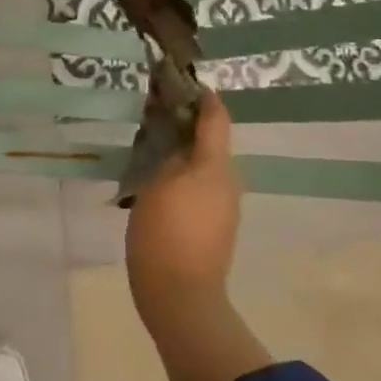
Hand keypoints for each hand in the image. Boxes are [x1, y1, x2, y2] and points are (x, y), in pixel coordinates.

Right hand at [126, 90, 240, 318]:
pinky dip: (185, 178)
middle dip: (186, 126)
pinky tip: (160, 185)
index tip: (181, 82)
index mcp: (214, 165)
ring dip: (184, 153)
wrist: (182, 298)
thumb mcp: (155, 186)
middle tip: (154, 117)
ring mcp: (226, 206)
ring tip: (152, 150)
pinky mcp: (218, 226)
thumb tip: (176, 140)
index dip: (202, 96)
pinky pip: (203, 188)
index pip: (216, 117)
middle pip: (211, 141)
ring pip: (206, 166)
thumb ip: (168, 156)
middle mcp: (228, 180)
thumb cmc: (164, 236)